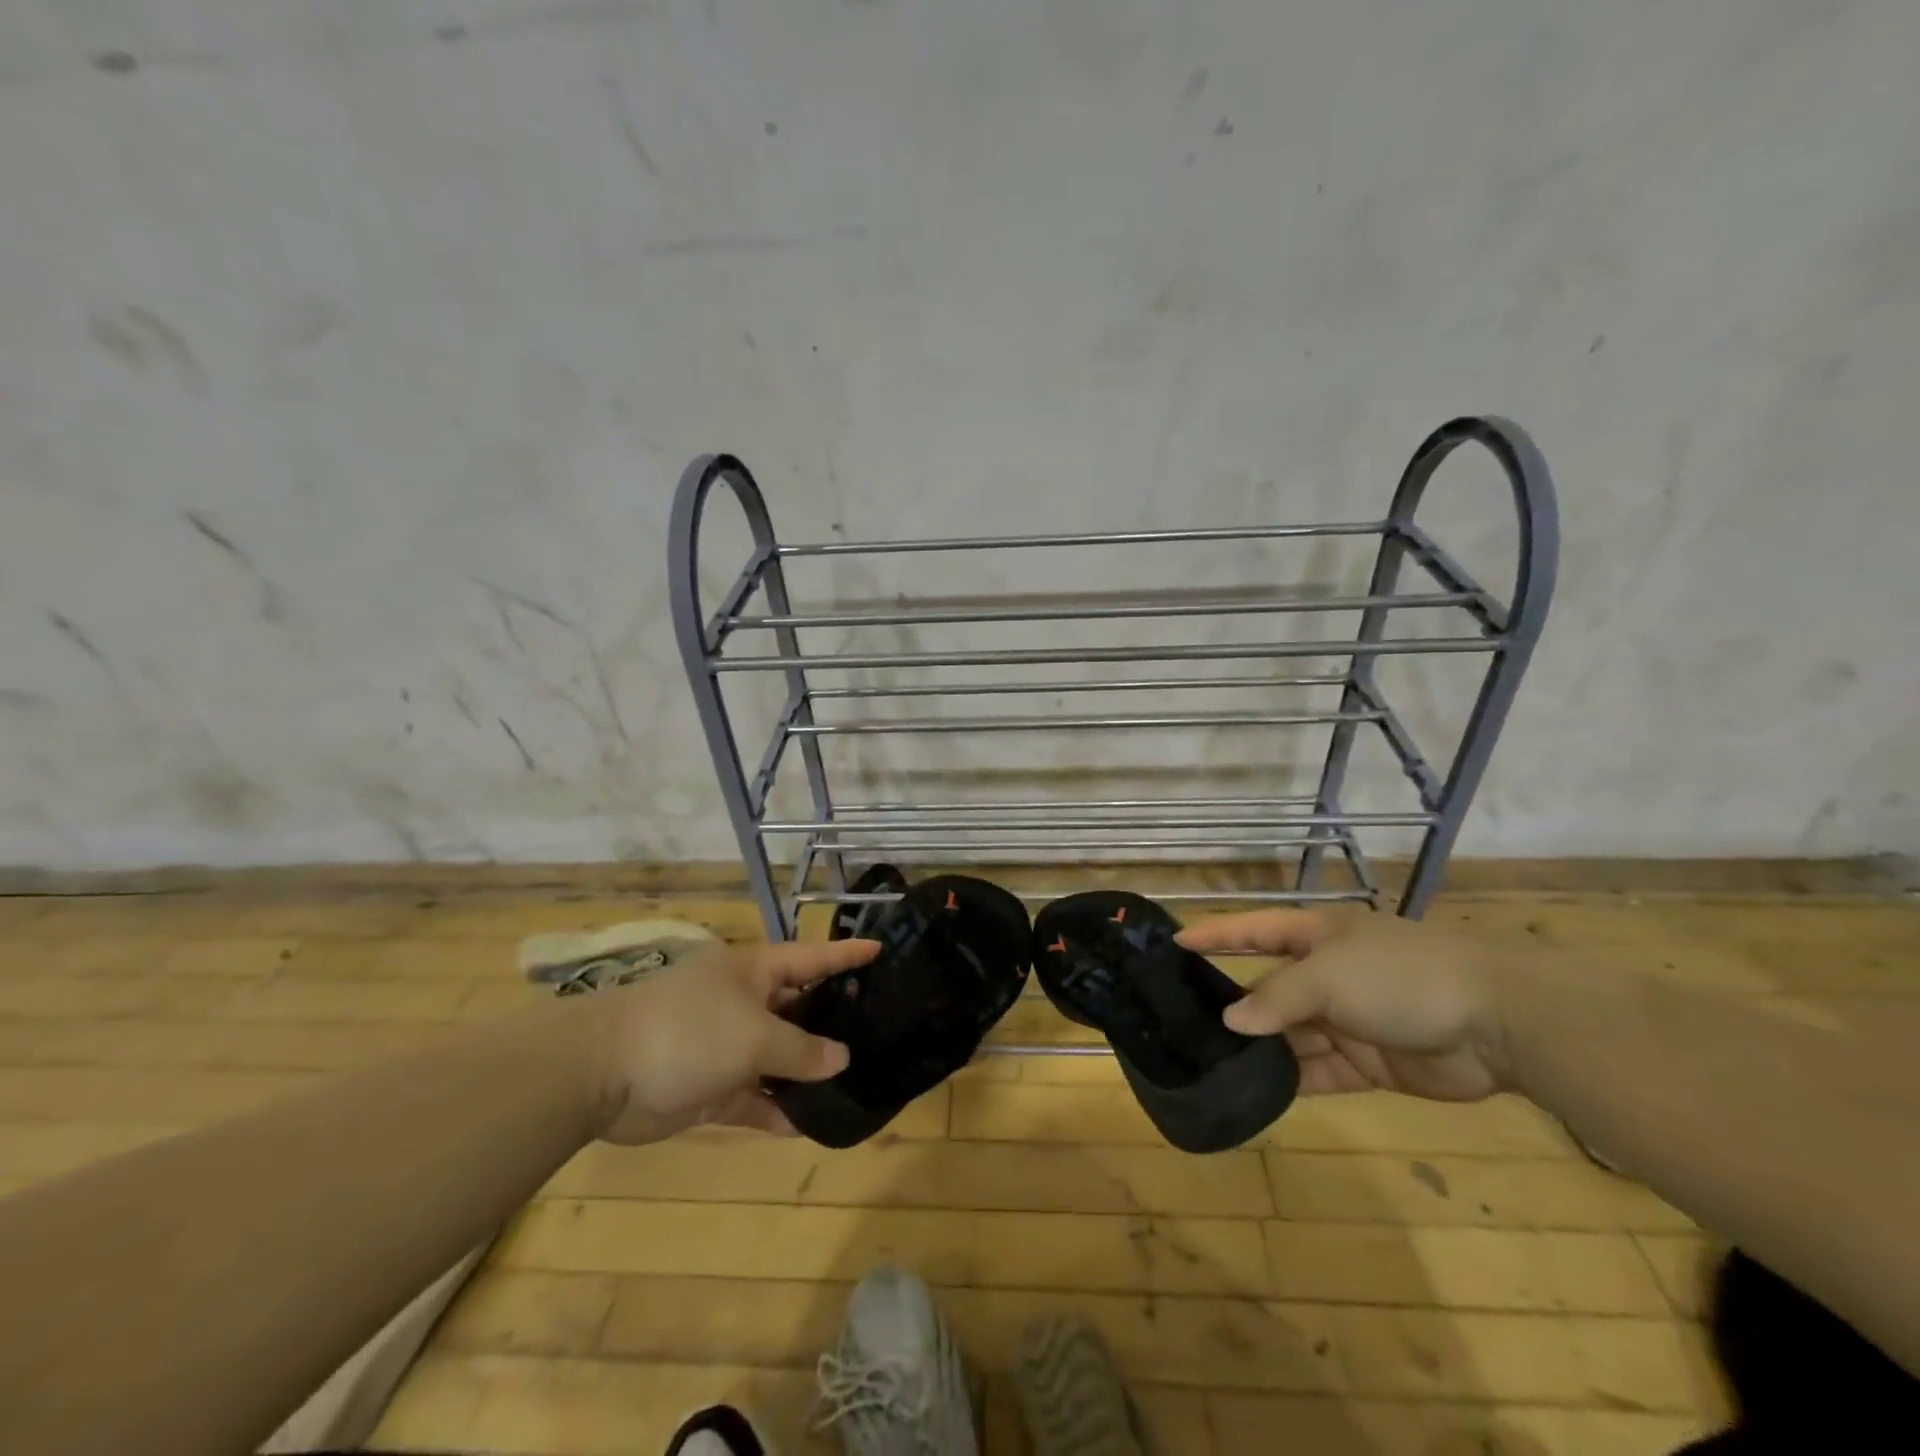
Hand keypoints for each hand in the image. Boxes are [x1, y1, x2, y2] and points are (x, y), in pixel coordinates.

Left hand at [584, 937, 878, 1143]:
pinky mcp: (711, 1086)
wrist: (602, 1073)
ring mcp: (727, 1045)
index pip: (811, 957)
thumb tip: (841, 1058)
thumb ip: (801, 1049)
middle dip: (833, 1020)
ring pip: (779, 1056)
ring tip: (854, 1082)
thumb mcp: (754, 1036)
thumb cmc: (688, 1030)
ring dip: (808, 1071)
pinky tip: (809, 1125)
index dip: (846, 954)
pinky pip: (755, 1095)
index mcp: (754, 972)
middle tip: (879, 1029)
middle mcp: (745, 1003)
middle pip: (799, 1008)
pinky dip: (777, 1109)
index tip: (881, 950)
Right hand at [1175, 909, 1514, 1100]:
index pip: (1254, 930)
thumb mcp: (1329, 975)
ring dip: (1259, 1047)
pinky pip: (1318, 1070)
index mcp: (1318, 936)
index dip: (1216, 934)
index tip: (1175, 942)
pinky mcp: (1368, 1063)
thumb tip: (1231, 1020)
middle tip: (1184, 1019)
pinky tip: (1258, 1090)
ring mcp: (1347, 1020)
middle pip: (1269, 987)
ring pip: (1289, 1033)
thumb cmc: (1401, 976)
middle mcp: (1327, 974)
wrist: (1498, 1023)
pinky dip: (1291, 1079)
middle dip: (1233, 1002)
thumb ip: (1277, 998)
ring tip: (1212, 1061)